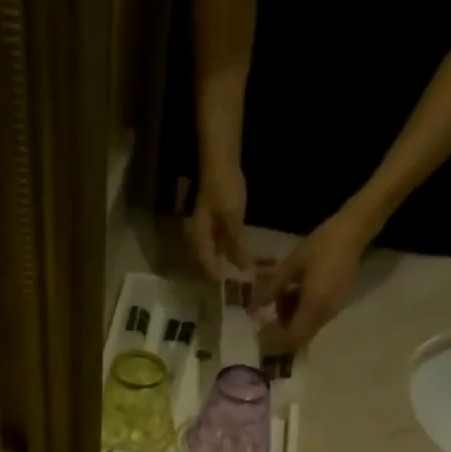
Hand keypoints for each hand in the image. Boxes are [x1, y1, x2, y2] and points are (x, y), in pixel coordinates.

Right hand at [188, 164, 248, 279]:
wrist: (222, 160)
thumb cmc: (223, 188)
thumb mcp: (232, 218)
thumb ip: (237, 244)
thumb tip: (244, 269)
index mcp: (200, 238)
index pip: (207, 266)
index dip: (220, 279)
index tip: (233, 291)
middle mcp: (202, 238)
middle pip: (213, 262)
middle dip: (228, 273)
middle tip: (244, 287)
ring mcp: (211, 231)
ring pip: (222, 253)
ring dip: (235, 261)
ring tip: (251, 272)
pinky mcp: (221, 224)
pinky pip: (228, 243)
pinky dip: (238, 250)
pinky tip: (250, 257)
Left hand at [253, 210, 367, 350]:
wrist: (353, 232)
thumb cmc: (321, 245)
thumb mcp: (291, 265)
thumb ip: (272, 289)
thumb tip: (253, 308)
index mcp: (314, 307)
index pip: (292, 338)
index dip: (275, 340)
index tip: (261, 332)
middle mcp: (324, 315)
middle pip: (299, 336)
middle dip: (282, 328)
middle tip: (271, 310)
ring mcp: (332, 310)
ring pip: (306, 327)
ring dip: (291, 316)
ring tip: (284, 292)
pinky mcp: (336, 304)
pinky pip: (314, 317)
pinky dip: (301, 310)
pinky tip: (297, 289)